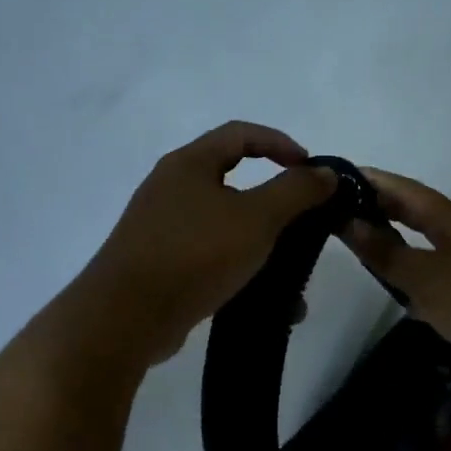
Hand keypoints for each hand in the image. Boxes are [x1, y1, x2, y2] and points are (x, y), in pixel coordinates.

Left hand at [81, 121, 336, 364]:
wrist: (125, 317)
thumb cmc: (194, 253)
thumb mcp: (256, 218)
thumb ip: (295, 191)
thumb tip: (325, 172)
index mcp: (189, 163)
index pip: (241, 134)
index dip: (281, 143)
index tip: (311, 170)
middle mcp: (171, 188)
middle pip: (232, 179)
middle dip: (275, 202)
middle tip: (304, 221)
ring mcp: (161, 227)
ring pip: (225, 224)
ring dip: (262, 243)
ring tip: (291, 272)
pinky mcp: (160, 264)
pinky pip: (210, 256)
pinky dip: (240, 269)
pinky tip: (263, 298)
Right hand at [342, 168, 450, 379]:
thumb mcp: (425, 277)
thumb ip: (386, 253)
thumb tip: (349, 223)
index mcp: (450, 219)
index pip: (403, 189)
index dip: (371, 181)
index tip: (336, 178)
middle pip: (415, 213)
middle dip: (380, 209)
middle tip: (339, 212)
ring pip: (425, 244)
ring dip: (396, 243)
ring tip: (360, 247)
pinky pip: (437, 274)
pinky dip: (414, 277)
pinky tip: (398, 292)